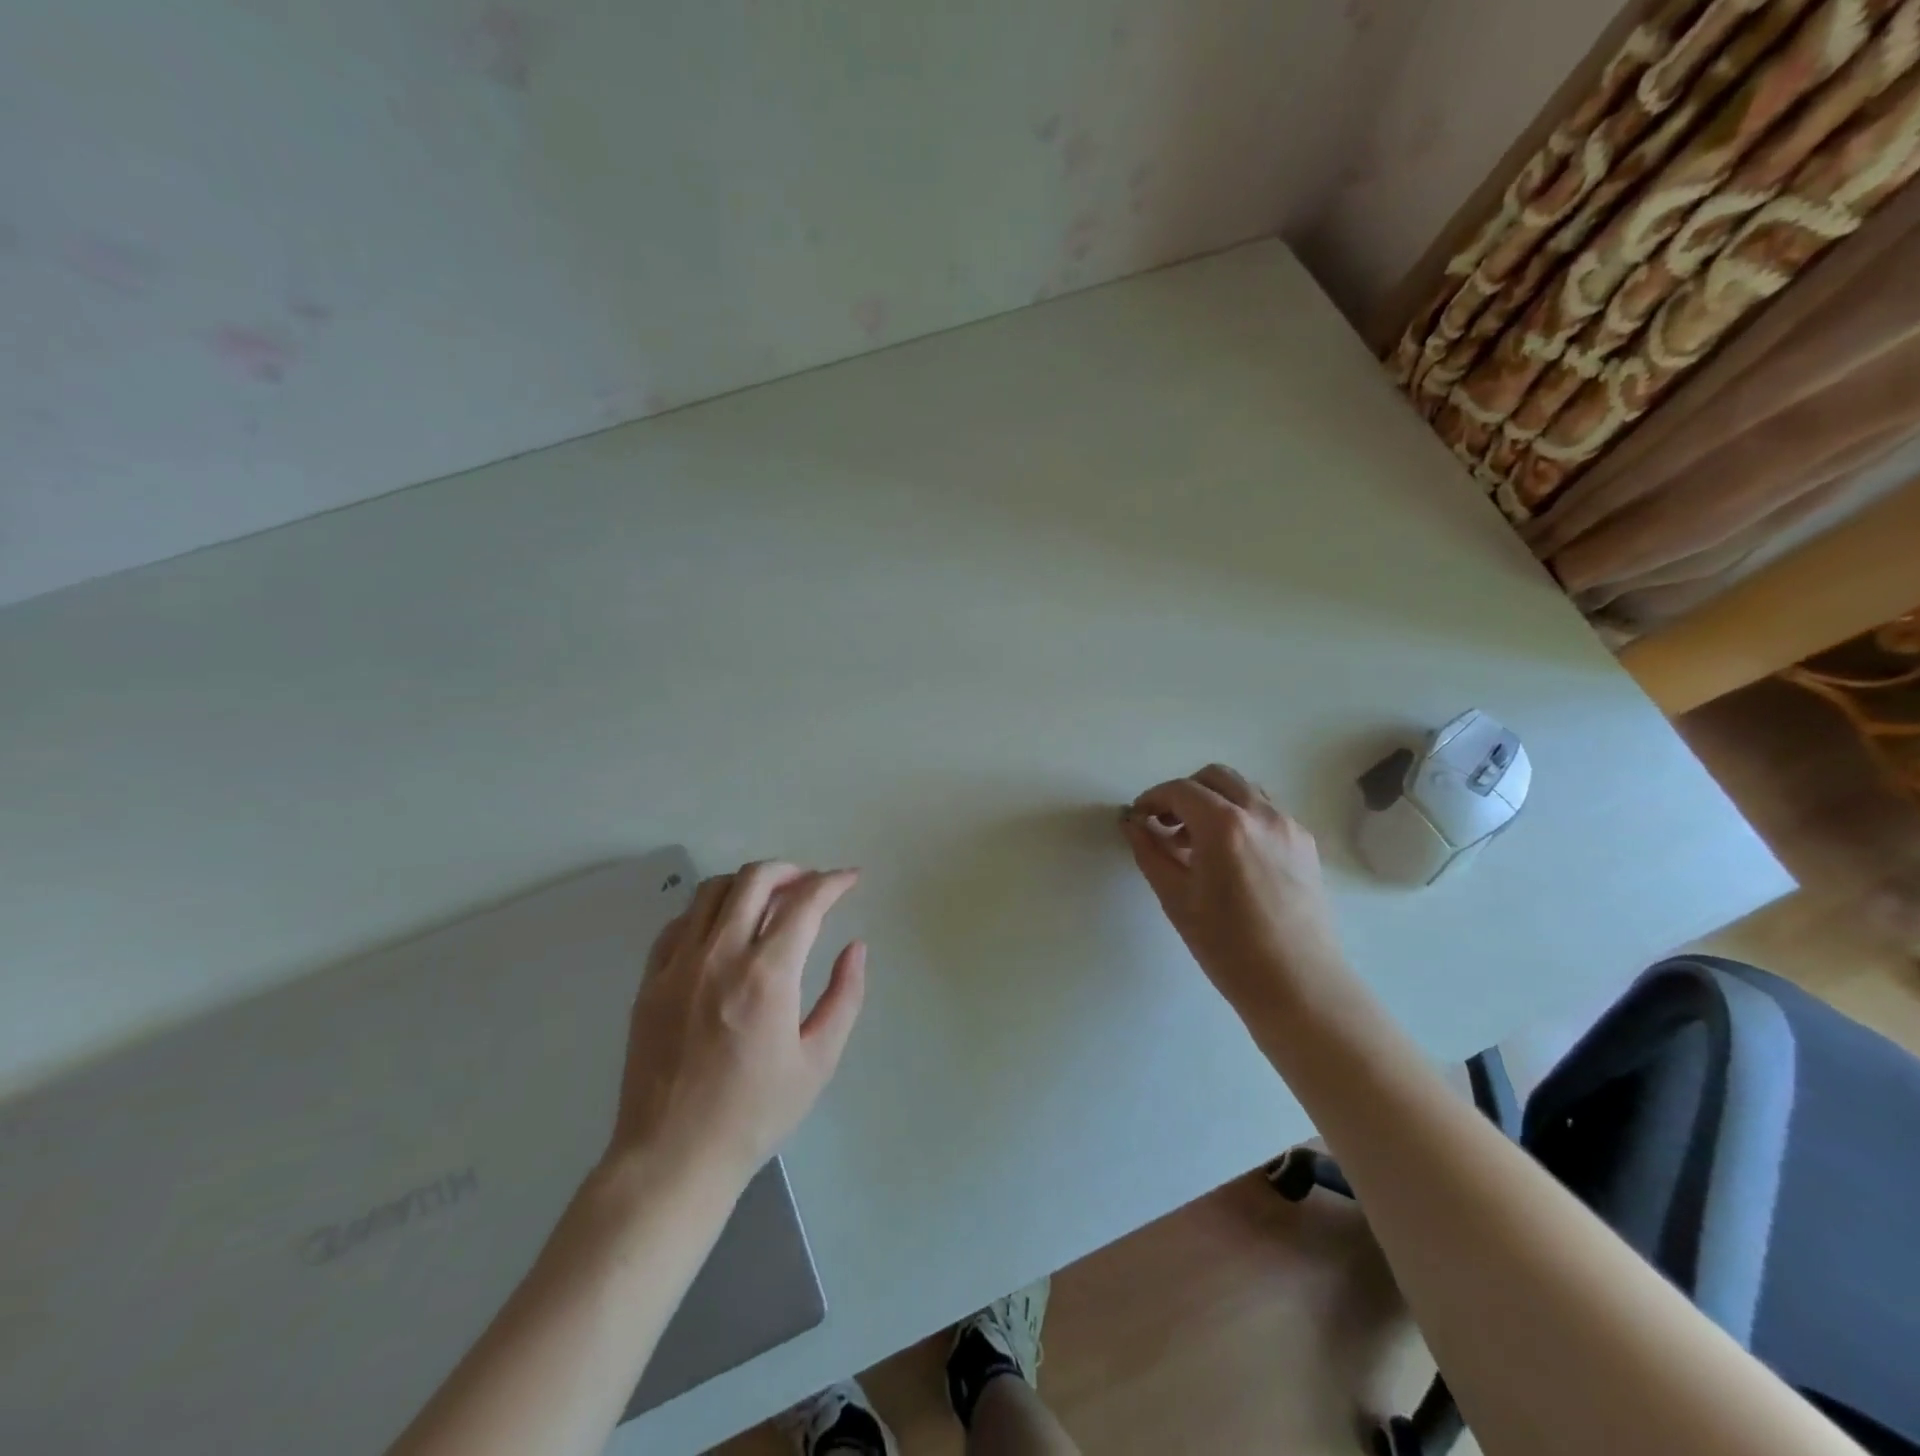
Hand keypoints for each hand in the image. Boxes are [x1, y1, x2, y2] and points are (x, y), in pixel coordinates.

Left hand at [607, 862, 867, 1187]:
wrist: (672, 1158)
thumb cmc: (754, 1114)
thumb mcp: (817, 1061)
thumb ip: (844, 996)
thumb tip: (856, 947)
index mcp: (766, 976)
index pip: (805, 903)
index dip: (833, 882)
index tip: (850, 879)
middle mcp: (720, 956)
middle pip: (755, 879)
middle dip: (791, 870)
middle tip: (810, 884)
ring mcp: (678, 965)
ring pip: (712, 891)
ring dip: (748, 883)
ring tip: (769, 900)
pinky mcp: (650, 980)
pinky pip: (679, 922)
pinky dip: (708, 910)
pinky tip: (722, 929)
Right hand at [1121, 765, 1346, 1018]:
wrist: (1299, 985)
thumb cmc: (1228, 947)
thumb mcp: (1176, 898)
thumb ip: (1150, 852)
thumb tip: (1132, 824)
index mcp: (1225, 825)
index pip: (1180, 790)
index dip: (1152, 799)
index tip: (1138, 818)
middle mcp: (1261, 814)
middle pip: (1215, 777)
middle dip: (1184, 793)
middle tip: (1165, 825)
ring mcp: (1289, 826)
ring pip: (1244, 791)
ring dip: (1214, 803)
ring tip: (1196, 844)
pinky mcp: (1305, 844)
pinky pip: (1266, 813)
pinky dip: (1240, 818)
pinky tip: (1229, 858)